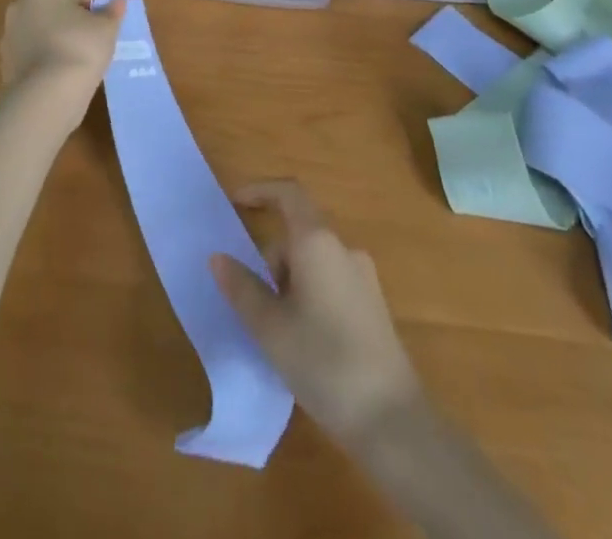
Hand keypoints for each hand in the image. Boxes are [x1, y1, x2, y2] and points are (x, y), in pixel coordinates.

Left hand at [0, 0, 124, 116]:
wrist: (47, 94)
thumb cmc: (80, 47)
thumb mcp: (107, 28)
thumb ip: (112, 13)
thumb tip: (118, 3)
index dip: (97, 10)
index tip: (105, 29)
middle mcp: (20, 4)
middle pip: (58, 10)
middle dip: (74, 23)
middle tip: (94, 43)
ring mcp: (9, 35)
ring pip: (44, 33)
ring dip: (59, 42)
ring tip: (79, 62)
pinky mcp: (6, 63)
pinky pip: (34, 56)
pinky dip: (47, 62)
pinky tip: (62, 76)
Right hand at [211, 180, 423, 447]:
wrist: (392, 420)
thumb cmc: (323, 362)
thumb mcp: (270, 328)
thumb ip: (242, 288)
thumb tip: (218, 257)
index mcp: (317, 242)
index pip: (288, 193)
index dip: (260, 191)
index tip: (235, 203)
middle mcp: (343, 248)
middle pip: (298, 232)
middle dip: (271, 259)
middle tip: (254, 305)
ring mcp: (363, 275)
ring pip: (314, 260)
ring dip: (289, 281)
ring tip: (278, 333)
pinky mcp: (372, 304)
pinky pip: (330, 280)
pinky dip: (309, 294)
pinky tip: (305, 341)